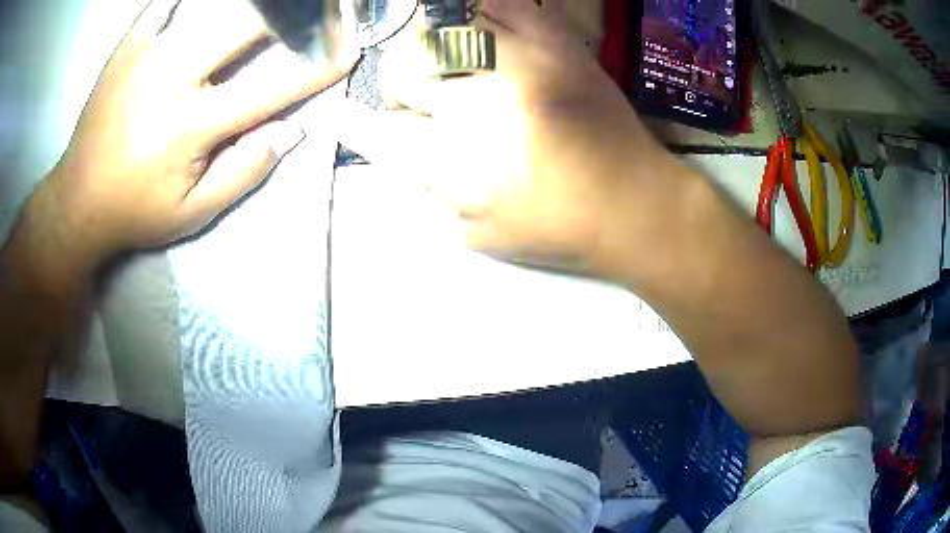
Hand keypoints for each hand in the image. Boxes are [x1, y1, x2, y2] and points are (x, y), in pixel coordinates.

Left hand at [41, 0, 354, 267]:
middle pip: (246, 27)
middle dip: (289, 16)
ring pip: (210, 7)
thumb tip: (292, 132)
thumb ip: (243, 172)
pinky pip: (162, 2)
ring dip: (248, 3)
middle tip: (314, 12)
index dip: (315, 69)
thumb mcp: (191, 214)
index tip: (347, 52)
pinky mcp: (128, 47)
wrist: (76, 203)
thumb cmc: (135, 212)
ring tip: (268, 6)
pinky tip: (200, 2)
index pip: (271, 89)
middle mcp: (173, 78)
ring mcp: (148, 55)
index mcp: (192, 125)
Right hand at [337, 0, 677, 275]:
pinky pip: (505, 4)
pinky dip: (480, 8)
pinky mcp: (558, 44)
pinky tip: (476, 23)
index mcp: (453, 162)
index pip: (377, 128)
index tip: (345, 114)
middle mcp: (477, 104)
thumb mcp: (479, 232)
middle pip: (403, 71)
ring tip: (449, 61)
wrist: (636, 204)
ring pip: (440, 30)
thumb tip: (391, 151)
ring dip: (431, 46)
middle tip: (421, 95)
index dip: (356, 120)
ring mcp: (519, 63)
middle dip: (402, 85)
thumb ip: (427, 190)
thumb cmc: (558, 230)